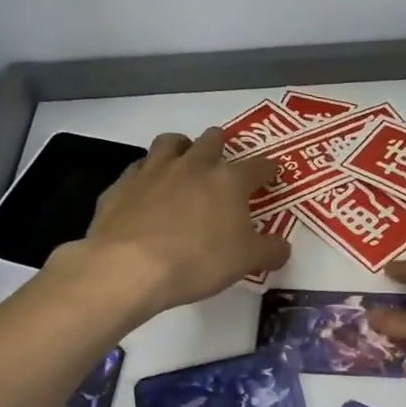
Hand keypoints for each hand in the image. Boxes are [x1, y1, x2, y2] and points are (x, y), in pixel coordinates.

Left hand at [54, 129, 289, 317]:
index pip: (258, 166)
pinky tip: (147, 190)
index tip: (271, 175)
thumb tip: (282, 247)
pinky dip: (147, 173)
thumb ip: (269, 251)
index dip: (268, 169)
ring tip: (184, 162)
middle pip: (212, 140)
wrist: (129, 266)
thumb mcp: (245, 262)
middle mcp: (193, 165)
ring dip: (181, 147)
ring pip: (171, 142)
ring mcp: (154, 170)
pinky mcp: (123, 184)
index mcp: (228, 180)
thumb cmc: (197, 261)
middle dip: (221, 146)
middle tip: (222, 163)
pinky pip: (138, 168)